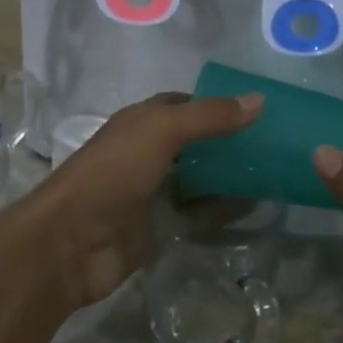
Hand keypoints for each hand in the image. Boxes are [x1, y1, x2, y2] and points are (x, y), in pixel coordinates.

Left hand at [12, 92, 262, 308]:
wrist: (71, 243)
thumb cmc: (113, 173)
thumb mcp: (162, 131)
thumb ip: (209, 116)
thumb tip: (259, 99)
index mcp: (140, 122)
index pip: (183, 104)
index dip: (216, 103)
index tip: (257, 109)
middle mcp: (145, 153)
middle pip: (192, 142)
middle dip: (226, 141)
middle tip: (272, 144)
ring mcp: (149, 192)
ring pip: (195, 178)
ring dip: (224, 176)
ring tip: (271, 174)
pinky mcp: (155, 228)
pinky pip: (193, 214)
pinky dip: (217, 211)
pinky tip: (249, 210)